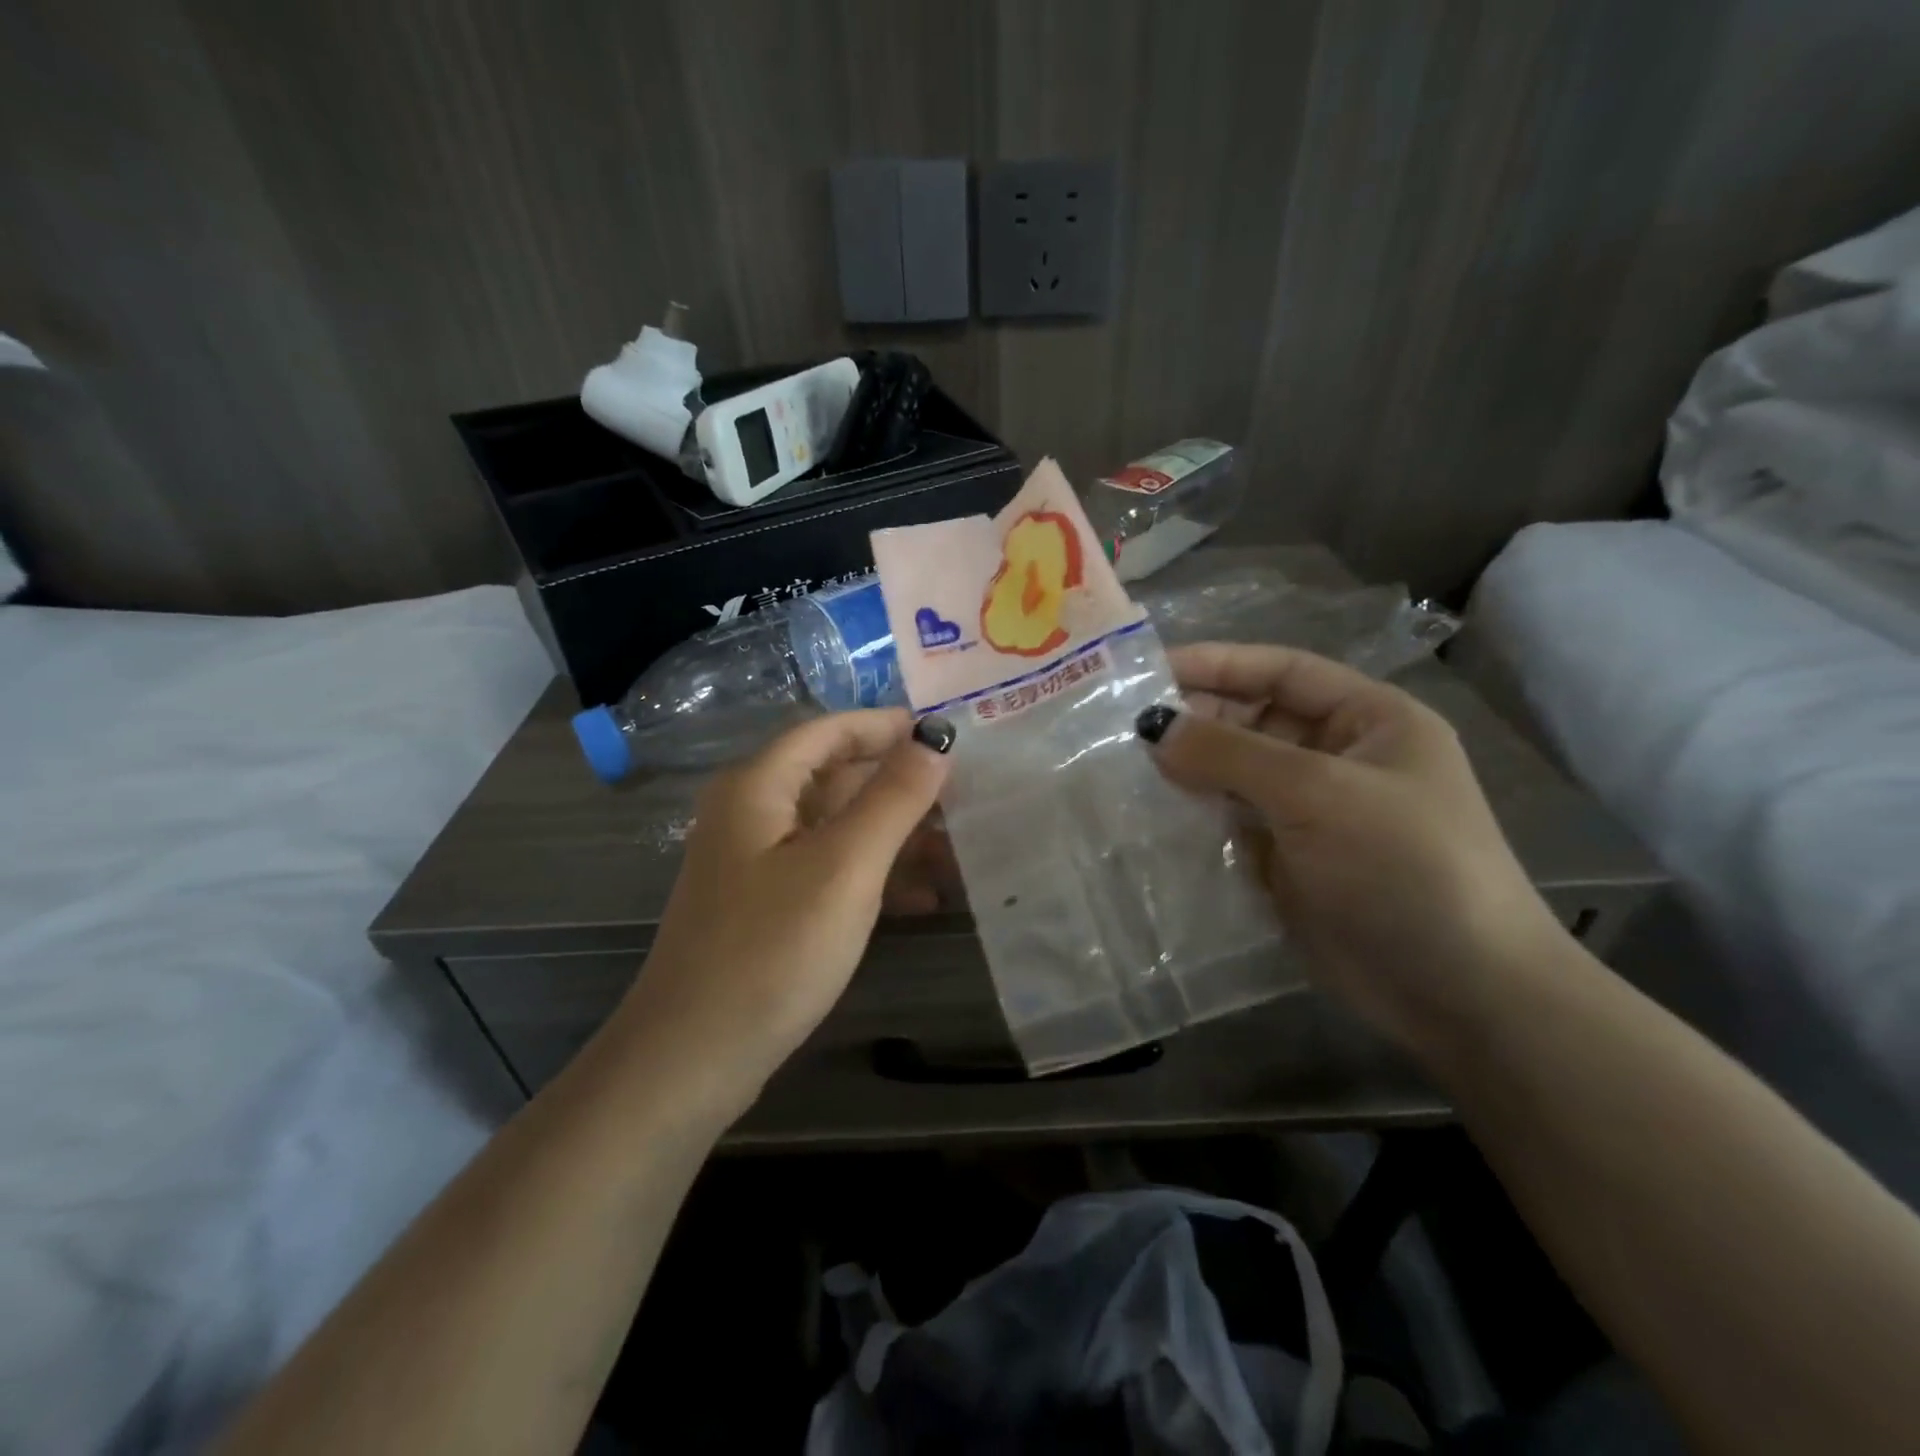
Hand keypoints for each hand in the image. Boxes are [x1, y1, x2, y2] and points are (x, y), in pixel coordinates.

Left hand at [613, 710, 953, 1110]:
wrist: (693, 1057)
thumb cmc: (772, 951)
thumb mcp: (845, 868)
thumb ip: (893, 799)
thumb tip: (935, 742)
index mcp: (758, 786)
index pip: (828, 731)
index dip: (885, 727)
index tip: (943, 735)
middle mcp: (751, 812)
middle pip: (834, 776)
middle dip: (898, 786)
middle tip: (962, 799)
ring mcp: (755, 861)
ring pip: (836, 826)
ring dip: (893, 834)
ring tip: (954, 853)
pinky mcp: (765, 904)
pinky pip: (827, 868)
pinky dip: (872, 874)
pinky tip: (920, 900)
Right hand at [1142, 643, 1563, 1049]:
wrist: (1460, 993)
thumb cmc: (1404, 866)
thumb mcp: (1319, 794)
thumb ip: (1230, 753)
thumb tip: (1153, 727)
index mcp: (1367, 720)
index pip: (1281, 671)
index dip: (1217, 663)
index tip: (1147, 670)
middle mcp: (1336, 758)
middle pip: (1252, 720)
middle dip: (1194, 718)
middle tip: (1122, 725)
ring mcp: (1310, 812)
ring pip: (1234, 774)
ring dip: (1187, 768)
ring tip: (1122, 766)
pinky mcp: (1287, 860)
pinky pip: (1230, 823)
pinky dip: (1193, 816)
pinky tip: (1149, 814)